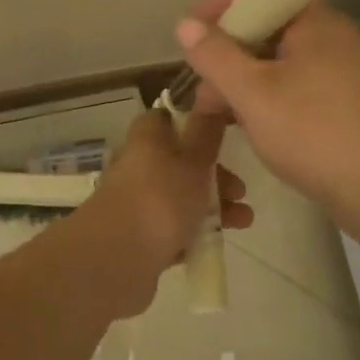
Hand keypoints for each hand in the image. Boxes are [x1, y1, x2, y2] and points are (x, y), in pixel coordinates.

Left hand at [90, 108, 252, 278]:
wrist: (116, 259)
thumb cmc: (160, 199)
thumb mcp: (193, 161)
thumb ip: (206, 134)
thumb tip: (210, 100)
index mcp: (147, 139)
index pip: (167, 119)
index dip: (195, 123)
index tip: (223, 135)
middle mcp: (139, 166)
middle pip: (181, 162)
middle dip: (215, 175)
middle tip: (240, 190)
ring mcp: (137, 203)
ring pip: (181, 197)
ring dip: (214, 206)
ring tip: (243, 221)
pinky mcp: (140, 237)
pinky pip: (173, 229)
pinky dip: (195, 233)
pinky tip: (216, 242)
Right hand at [174, 0, 359, 221]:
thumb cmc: (316, 132)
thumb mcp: (253, 93)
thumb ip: (215, 56)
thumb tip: (186, 23)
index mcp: (315, 22)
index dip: (218, 9)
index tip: (188, 36)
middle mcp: (334, 38)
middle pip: (269, 31)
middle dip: (229, 55)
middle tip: (201, 89)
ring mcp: (347, 74)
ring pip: (283, 66)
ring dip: (247, 84)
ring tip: (218, 116)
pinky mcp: (351, 106)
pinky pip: (300, 91)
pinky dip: (272, 102)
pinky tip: (255, 130)